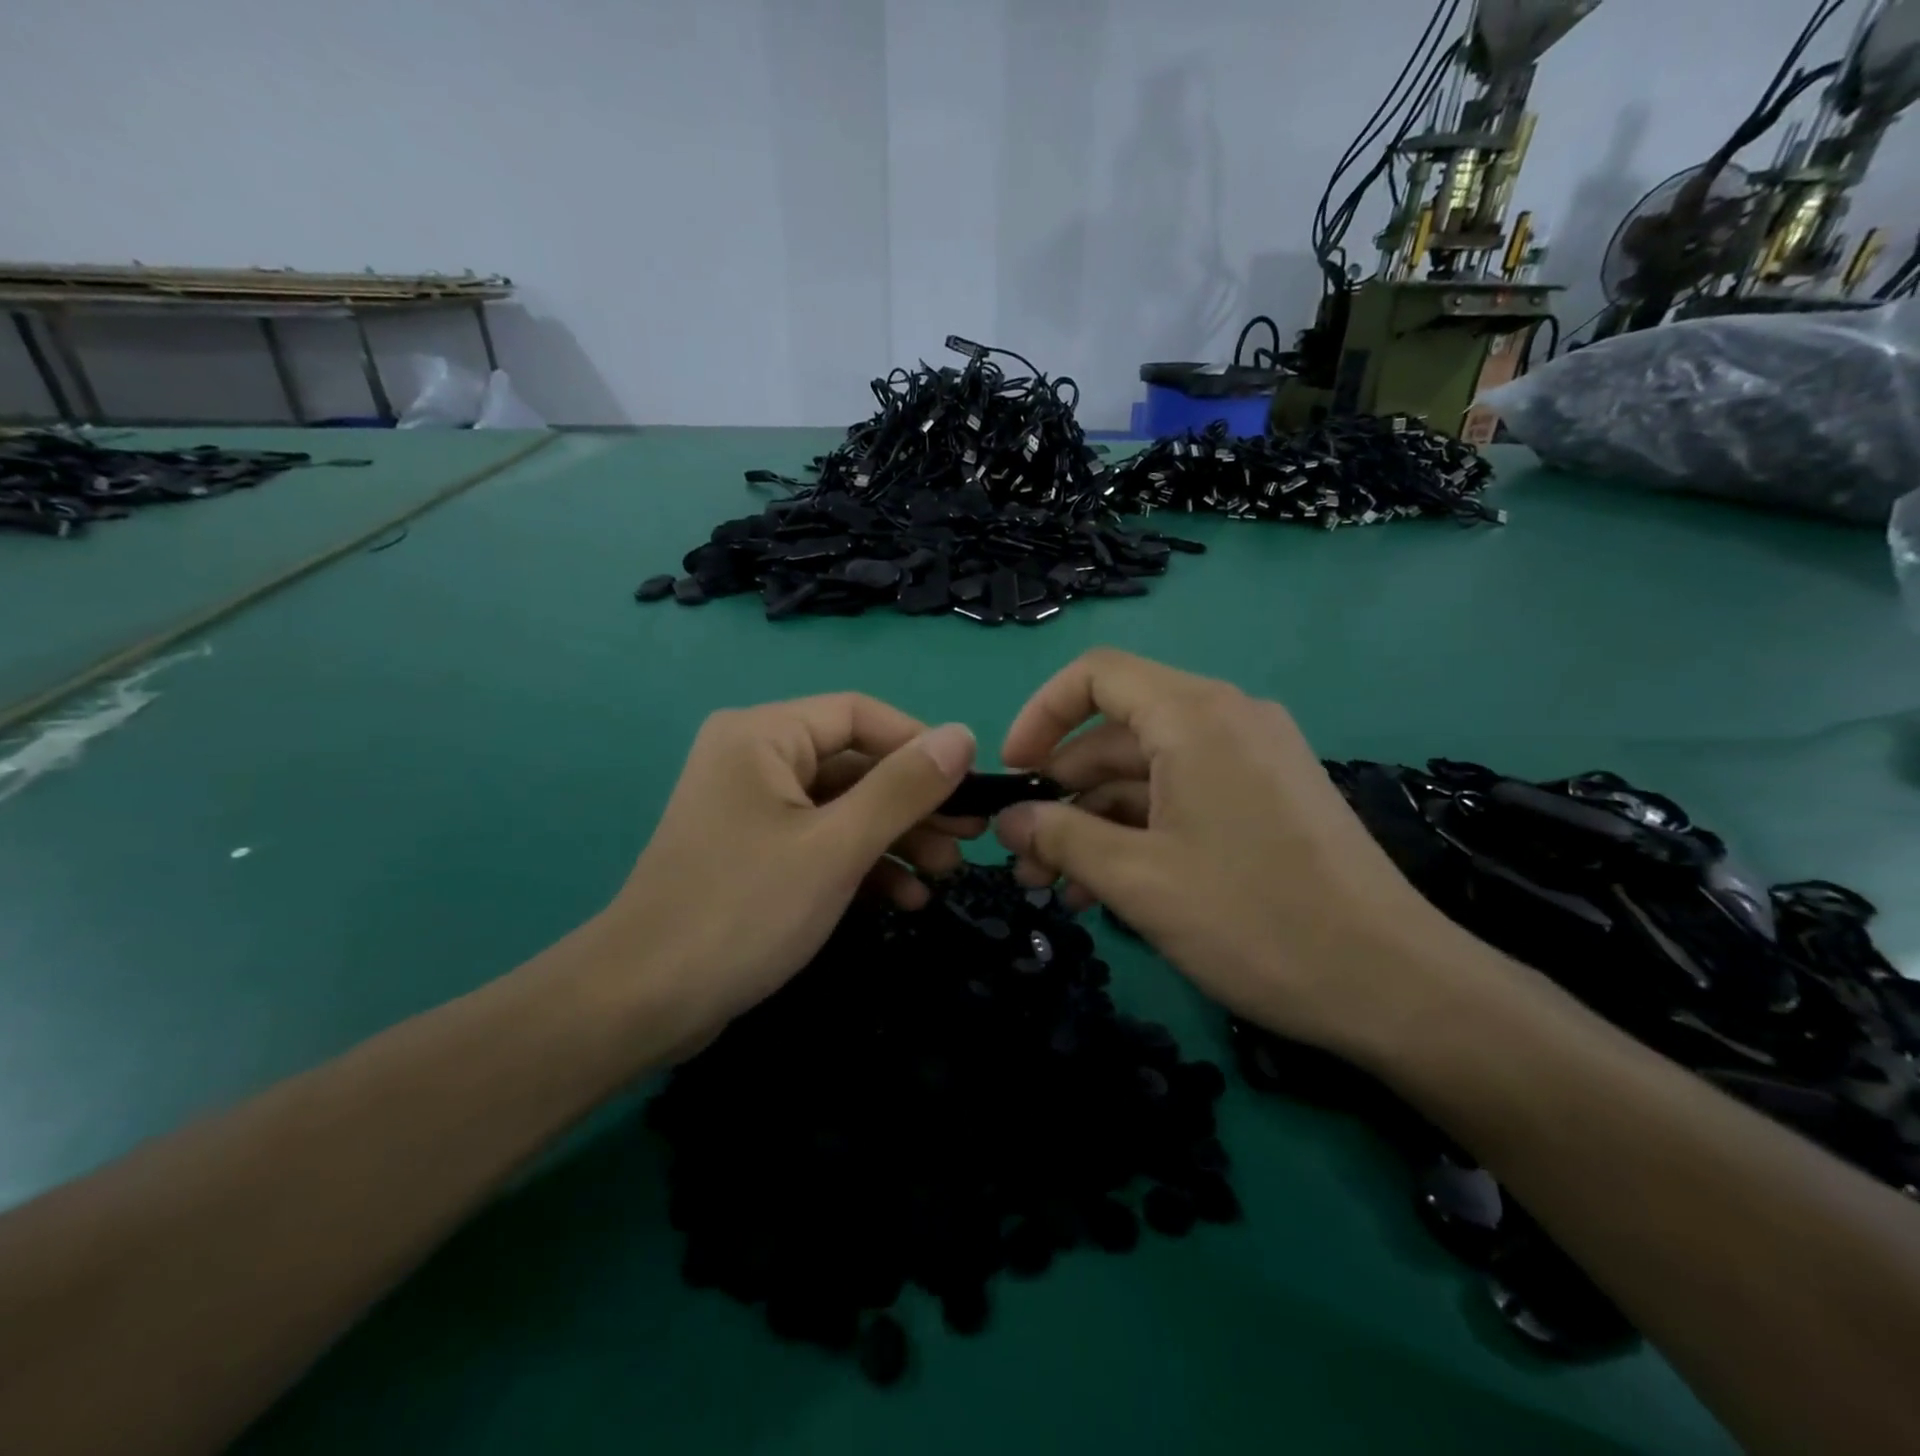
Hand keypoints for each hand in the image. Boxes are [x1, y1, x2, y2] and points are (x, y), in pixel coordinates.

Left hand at [587, 695, 977, 1055]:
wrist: (642, 1004)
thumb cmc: (743, 910)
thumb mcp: (836, 847)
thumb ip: (902, 788)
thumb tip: (963, 736)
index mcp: (764, 735)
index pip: (860, 715)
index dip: (919, 744)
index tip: (970, 784)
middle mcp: (756, 759)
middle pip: (855, 764)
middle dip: (914, 803)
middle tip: (970, 837)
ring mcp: (755, 810)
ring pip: (844, 808)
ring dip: (897, 838)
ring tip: (946, 872)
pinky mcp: (757, 854)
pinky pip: (822, 842)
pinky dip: (863, 865)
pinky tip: (906, 899)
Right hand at [993, 649, 1464, 1060]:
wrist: (1395, 986)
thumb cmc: (1256, 920)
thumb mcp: (1139, 880)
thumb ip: (1062, 838)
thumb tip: (1009, 818)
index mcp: (1196, 716)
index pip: (1096, 675)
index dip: (1041, 715)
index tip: (1013, 773)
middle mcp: (1227, 719)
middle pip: (1117, 732)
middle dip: (1062, 790)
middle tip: (1024, 855)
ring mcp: (1252, 758)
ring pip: (1148, 772)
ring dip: (1096, 821)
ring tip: (1057, 886)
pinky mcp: (1268, 797)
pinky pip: (1184, 795)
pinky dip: (1140, 831)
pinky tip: (1107, 889)